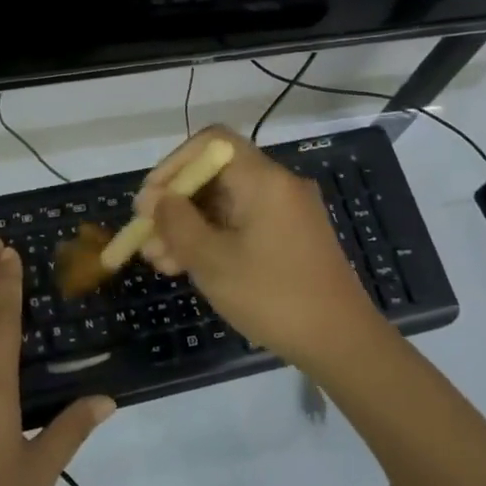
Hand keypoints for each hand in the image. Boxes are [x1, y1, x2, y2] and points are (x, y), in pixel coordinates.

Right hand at [136, 126, 381, 367]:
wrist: (340, 342)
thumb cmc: (272, 296)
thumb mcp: (212, 260)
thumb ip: (177, 223)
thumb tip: (156, 199)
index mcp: (264, 179)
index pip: (212, 143)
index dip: (174, 164)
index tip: (150, 199)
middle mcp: (277, 186)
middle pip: (215, 176)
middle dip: (175, 204)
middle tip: (145, 237)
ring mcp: (285, 213)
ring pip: (224, 204)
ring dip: (188, 227)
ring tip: (157, 261)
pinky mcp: (288, 238)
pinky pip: (241, 225)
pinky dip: (211, 239)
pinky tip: (184, 267)